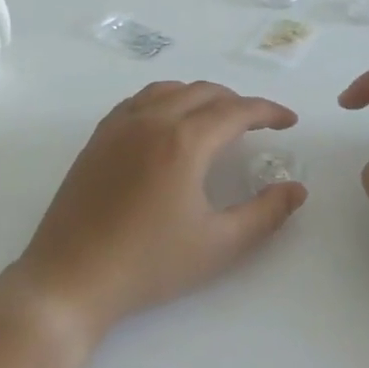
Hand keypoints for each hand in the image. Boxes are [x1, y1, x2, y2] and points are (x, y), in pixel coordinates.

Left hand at [7, 81, 307, 342]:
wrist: (72, 277)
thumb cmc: (149, 264)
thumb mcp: (219, 245)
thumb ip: (265, 214)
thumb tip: (296, 189)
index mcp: (184, 141)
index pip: (236, 110)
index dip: (268, 111)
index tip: (289, 121)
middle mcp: (151, 120)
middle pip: (203, 92)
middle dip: (237, 102)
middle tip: (258, 124)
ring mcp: (118, 125)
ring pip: (168, 91)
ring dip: (200, 97)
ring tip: (217, 119)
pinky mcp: (97, 138)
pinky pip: (139, 101)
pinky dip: (165, 101)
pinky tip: (169, 125)